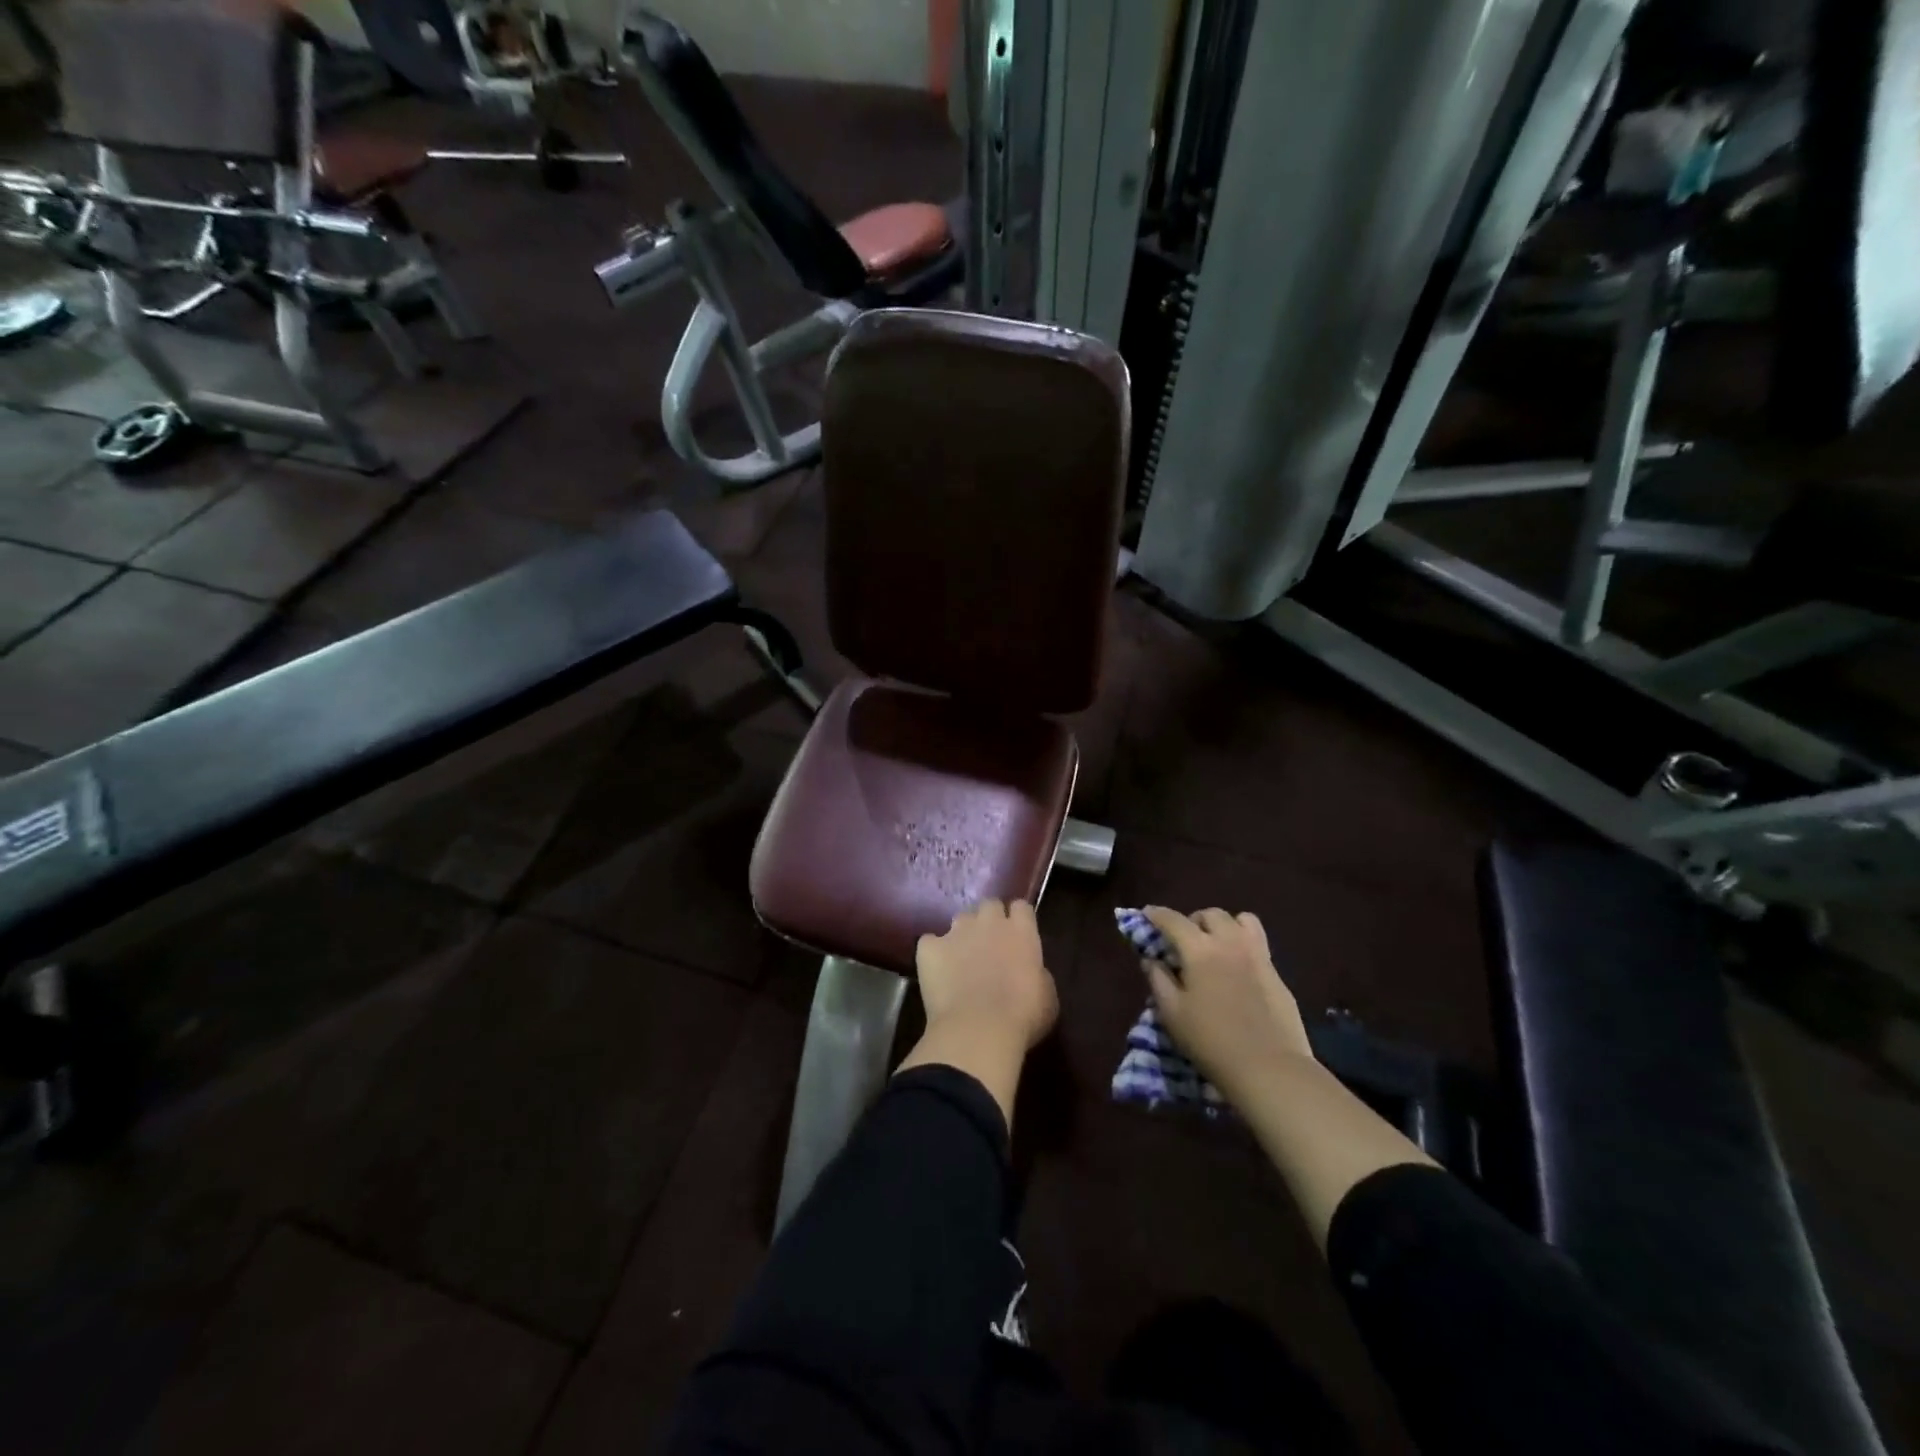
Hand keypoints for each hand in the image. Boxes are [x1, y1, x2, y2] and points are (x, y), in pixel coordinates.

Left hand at [915, 899, 1058, 1052]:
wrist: (978, 1029)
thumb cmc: (1022, 1016)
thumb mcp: (1047, 995)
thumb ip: (1037, 973)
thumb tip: (1031, 971)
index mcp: (1021, 931)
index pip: (1021, 907)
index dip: (1019, 918)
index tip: (1018, 933)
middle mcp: (989, 922)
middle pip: (989, 905)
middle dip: (990, 919)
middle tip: (990, 943)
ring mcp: (956, 932)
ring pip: (960, 919)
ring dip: (963, 933)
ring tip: (961, 957)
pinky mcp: (929, 948)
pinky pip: (929, 942)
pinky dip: (933, 953)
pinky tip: (935, 969)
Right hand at [1141, 907, 1313, 1096]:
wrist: (1269, 1068)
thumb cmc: (1211, 1042)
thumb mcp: (1172, 1014)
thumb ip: (1158, 980)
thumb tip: (1151, 959)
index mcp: (1200, 950)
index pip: (1173, 920)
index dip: (1157, 915)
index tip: (1146, 915)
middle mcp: (1230, 943)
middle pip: (1210, 914)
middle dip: (1193, 920)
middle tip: (1184, 941)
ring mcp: (1258, 955)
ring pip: (1241, 920)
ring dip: (1224, 925)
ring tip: (1216, 945)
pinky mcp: (1276, 973)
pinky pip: (1258, 942)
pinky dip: (1243, 943)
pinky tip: (1237, 968)